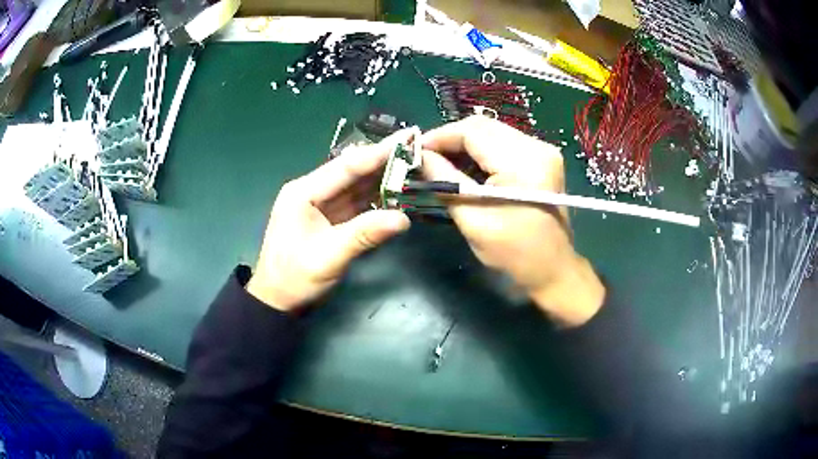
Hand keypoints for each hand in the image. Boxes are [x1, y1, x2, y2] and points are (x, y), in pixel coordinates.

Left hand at [247, 131, 412, 311]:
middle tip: (417, 150)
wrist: (277, 301)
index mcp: (304, 192)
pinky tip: (397, 195)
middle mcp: (312, 191)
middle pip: (353, 172)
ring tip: (414, 168)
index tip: (407, 138)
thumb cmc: (294, 278)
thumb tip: (404, 219)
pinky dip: (376, 199)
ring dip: (383, 179)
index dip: (379, 152)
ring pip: (356, 186)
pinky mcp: (328, 218)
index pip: (347, 166)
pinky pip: (356, 203)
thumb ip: (364, 235)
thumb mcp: (328, 257)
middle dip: (384, 162)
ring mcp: (320, 204)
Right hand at [421, 116, 604, 326]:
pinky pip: (504, 143)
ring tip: (443, 164)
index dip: (440, 137)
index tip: (415, 151)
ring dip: (465, 145)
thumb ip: (445, 182)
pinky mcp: (542, 159)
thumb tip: (421, 157)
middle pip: (483, 126)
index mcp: (522, 161)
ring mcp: (542, 151)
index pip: (472, 131)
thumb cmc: (513, 252)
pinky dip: (482, 152)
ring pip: (492, 132)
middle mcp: (536, 147)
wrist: (553, 268)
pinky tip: (468, 168)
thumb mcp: (473, 219)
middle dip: (451, 139)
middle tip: (427, 157)